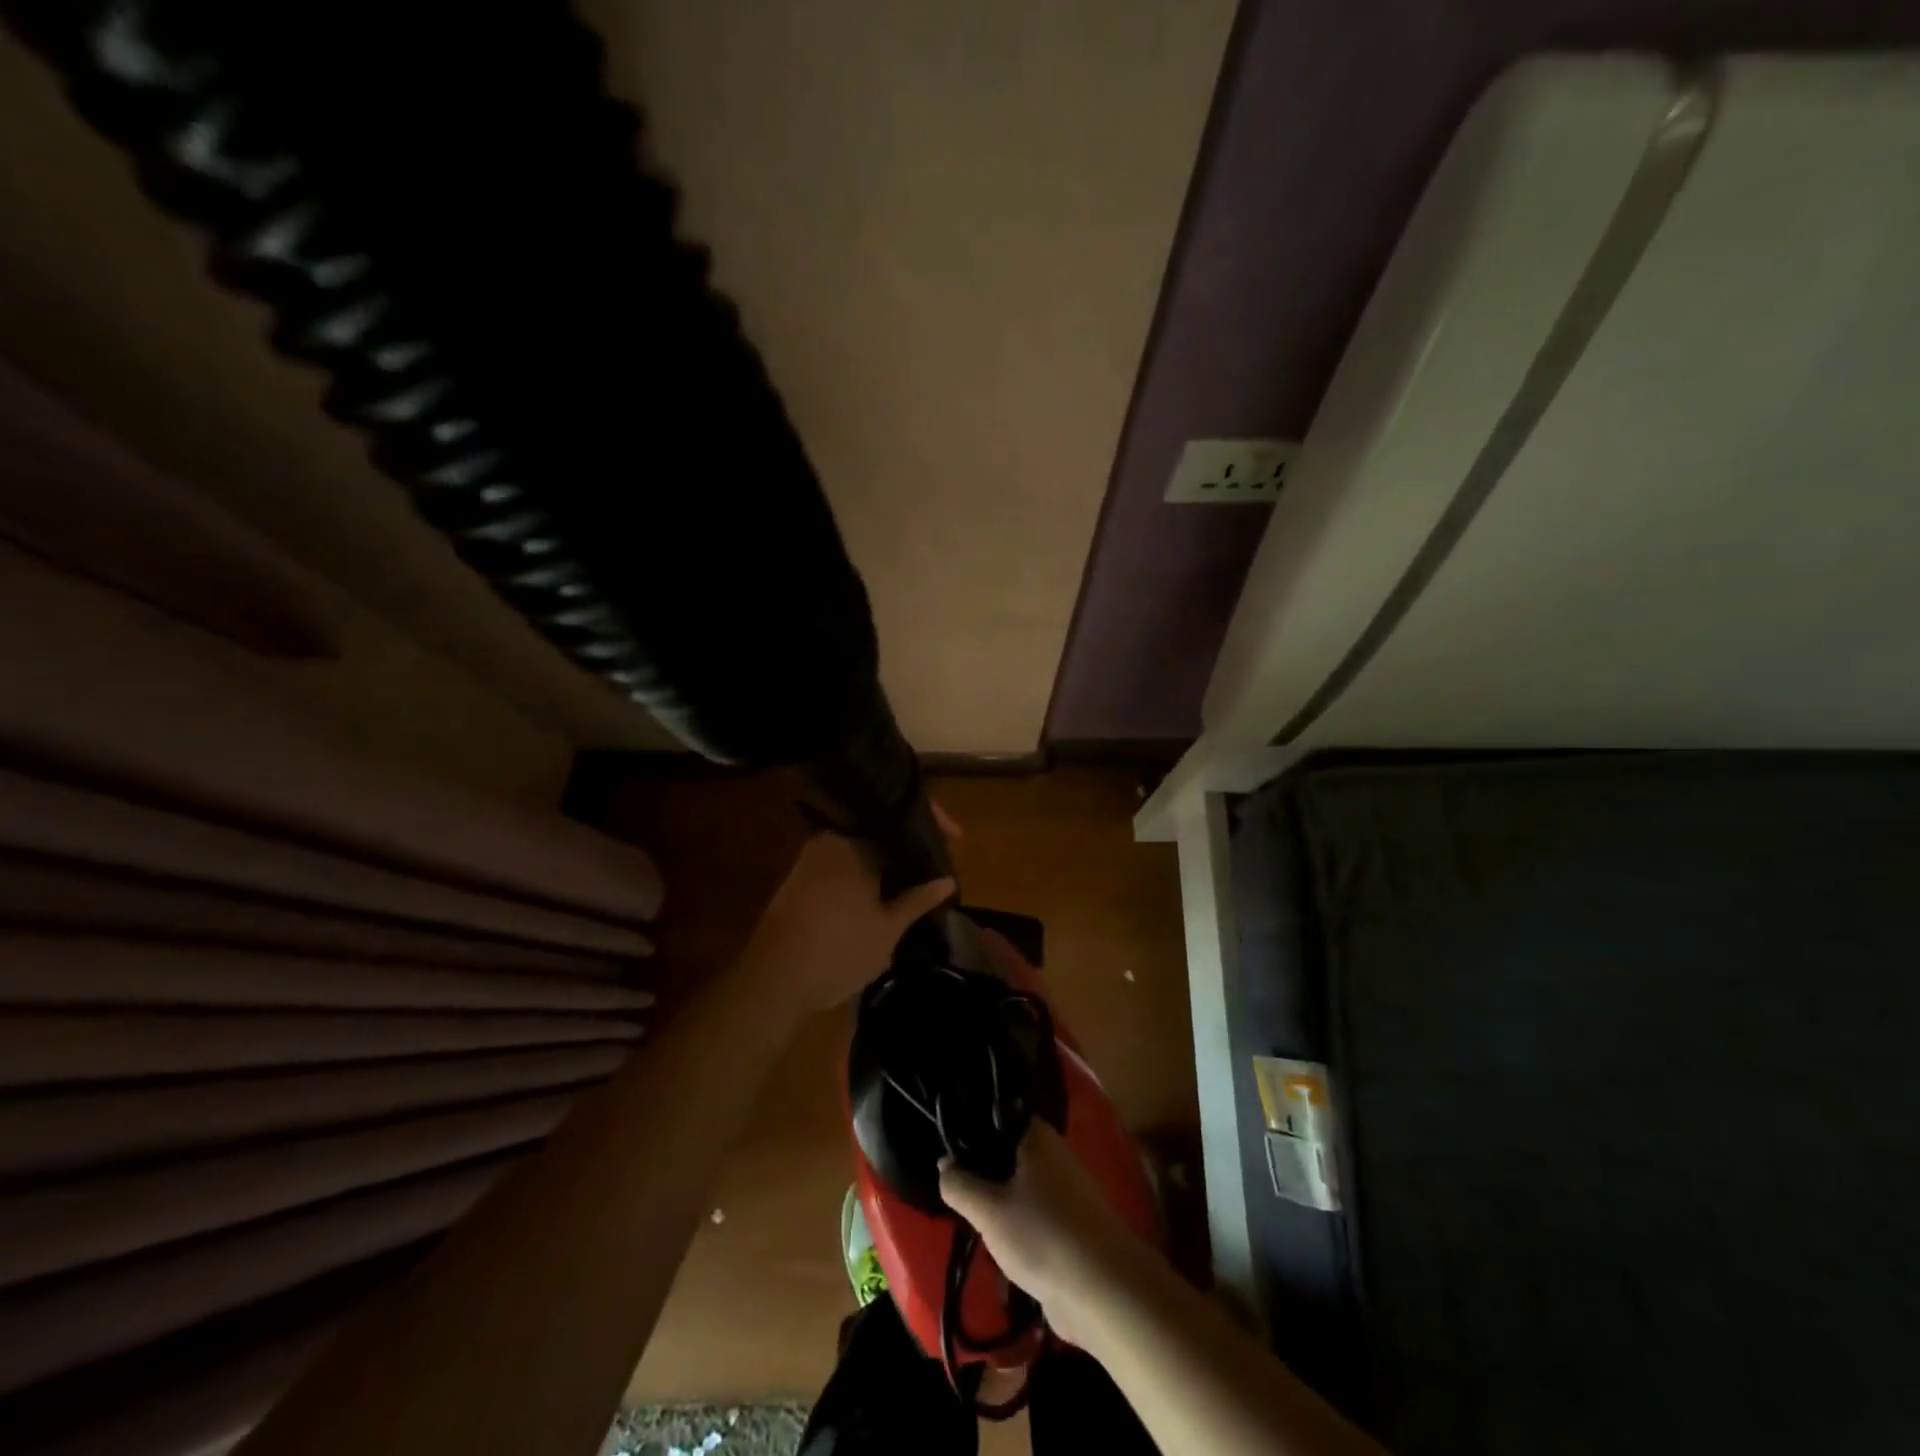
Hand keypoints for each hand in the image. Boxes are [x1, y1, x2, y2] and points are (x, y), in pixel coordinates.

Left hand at [739, 832, 954, 1019]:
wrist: (772, 983)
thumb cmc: (837, 951)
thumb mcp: (887, 929)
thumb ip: (918, 900)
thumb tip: (948, 880)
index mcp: (853, 842)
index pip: (898, 814)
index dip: (931, 820)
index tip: (956, 834)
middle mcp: (829, 840)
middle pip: (878, 826)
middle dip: (909, 838)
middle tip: (936, 855)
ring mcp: (810, 858)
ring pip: (860, 844)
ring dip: (887, 856)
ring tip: (916, 872)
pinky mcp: (800, 878)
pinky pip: (843, 860)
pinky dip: (867, 868)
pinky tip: (883, 888)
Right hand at [939, 1121, 1139, 1346]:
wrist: (1104, 1291)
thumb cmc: (1043, 1235)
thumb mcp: (989, 1210)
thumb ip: (960, 1185)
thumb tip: (944, 1164)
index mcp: (1037, 1137)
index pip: (997, 1119)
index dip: (970, 1132)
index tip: (946, 1151)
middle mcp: (1053, 1156)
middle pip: (1007, 1155)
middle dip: (982, 1175)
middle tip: (954, 1192)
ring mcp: (1065, 1192)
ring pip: (1018, 1189)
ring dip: (997, 1207)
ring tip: (971, 1225)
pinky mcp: (1070, 1227)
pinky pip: (1033, 1218)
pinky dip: (1015, 1231)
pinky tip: (997, 1252)